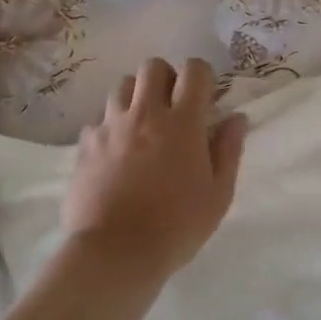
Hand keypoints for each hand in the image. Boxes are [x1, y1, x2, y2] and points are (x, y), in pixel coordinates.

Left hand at [61, 57, 247, 284]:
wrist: (114, 253)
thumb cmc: (177, 225)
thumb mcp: (219, 193)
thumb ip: (229, 150)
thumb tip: (236, 118)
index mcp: (183, 122)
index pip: (194, 71)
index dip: (203, 76)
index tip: (206, 99)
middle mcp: (145, 114)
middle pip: (152, 67)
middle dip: (167, 78)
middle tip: (173, 107)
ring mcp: (110, 127)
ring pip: (121, 86)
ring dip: (136, 97)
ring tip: (143, 125)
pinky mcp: (84, 146)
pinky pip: (98, 120)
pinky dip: (111, 127)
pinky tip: (117, 152)